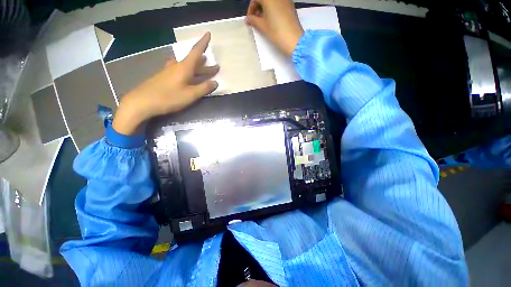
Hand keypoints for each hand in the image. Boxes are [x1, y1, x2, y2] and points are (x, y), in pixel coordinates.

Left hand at [113, 32, 218, 134]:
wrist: (142, 102)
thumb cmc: (169, 97)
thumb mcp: (190, 95)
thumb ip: (204, 88)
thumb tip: (215, 82)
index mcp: (184, 68)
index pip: (196, 52)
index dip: (203, 43)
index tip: (208, 33)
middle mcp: (176, 66)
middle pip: (193, 62)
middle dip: (205, 64)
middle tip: (215, 67)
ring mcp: (169, 71)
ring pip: (186, 66)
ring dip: (197, 67)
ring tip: (203, 67)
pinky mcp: (164, 77)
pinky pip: (179, 70)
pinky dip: (187, 71)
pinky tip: (186, 74)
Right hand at [245, 0, 303, 55]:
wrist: (294, 40)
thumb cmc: (276, 32)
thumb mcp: (263, 27)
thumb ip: (253, 20)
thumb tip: (248, 19)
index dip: (251, 8)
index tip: (249, 19)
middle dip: (258, 8)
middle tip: (255, 20)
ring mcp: (285, 0)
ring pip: (271, 2)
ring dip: (265, 9)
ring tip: (263, 22)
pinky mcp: (290, 6)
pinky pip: (278, 4)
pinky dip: (272, 9)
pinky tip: (271, 20)